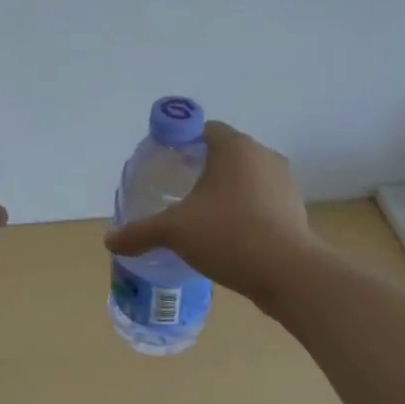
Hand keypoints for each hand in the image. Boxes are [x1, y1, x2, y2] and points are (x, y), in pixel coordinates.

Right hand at [103, 122, 314, 297]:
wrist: (288, 273)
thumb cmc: (227, 234)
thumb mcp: (174, 231)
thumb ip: (140, 232)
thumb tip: (110, 241)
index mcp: (234, 146)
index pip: (204, 129)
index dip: (182, 143)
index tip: (166, 165)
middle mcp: (263, 155)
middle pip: (225, 153)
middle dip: (202, 168)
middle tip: (177, 191)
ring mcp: (284, 183)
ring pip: (246, 178)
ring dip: (225, 191)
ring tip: (201, 216)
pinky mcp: (295, 210)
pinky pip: (262, 201)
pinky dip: (245, 210)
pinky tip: (228, 235)